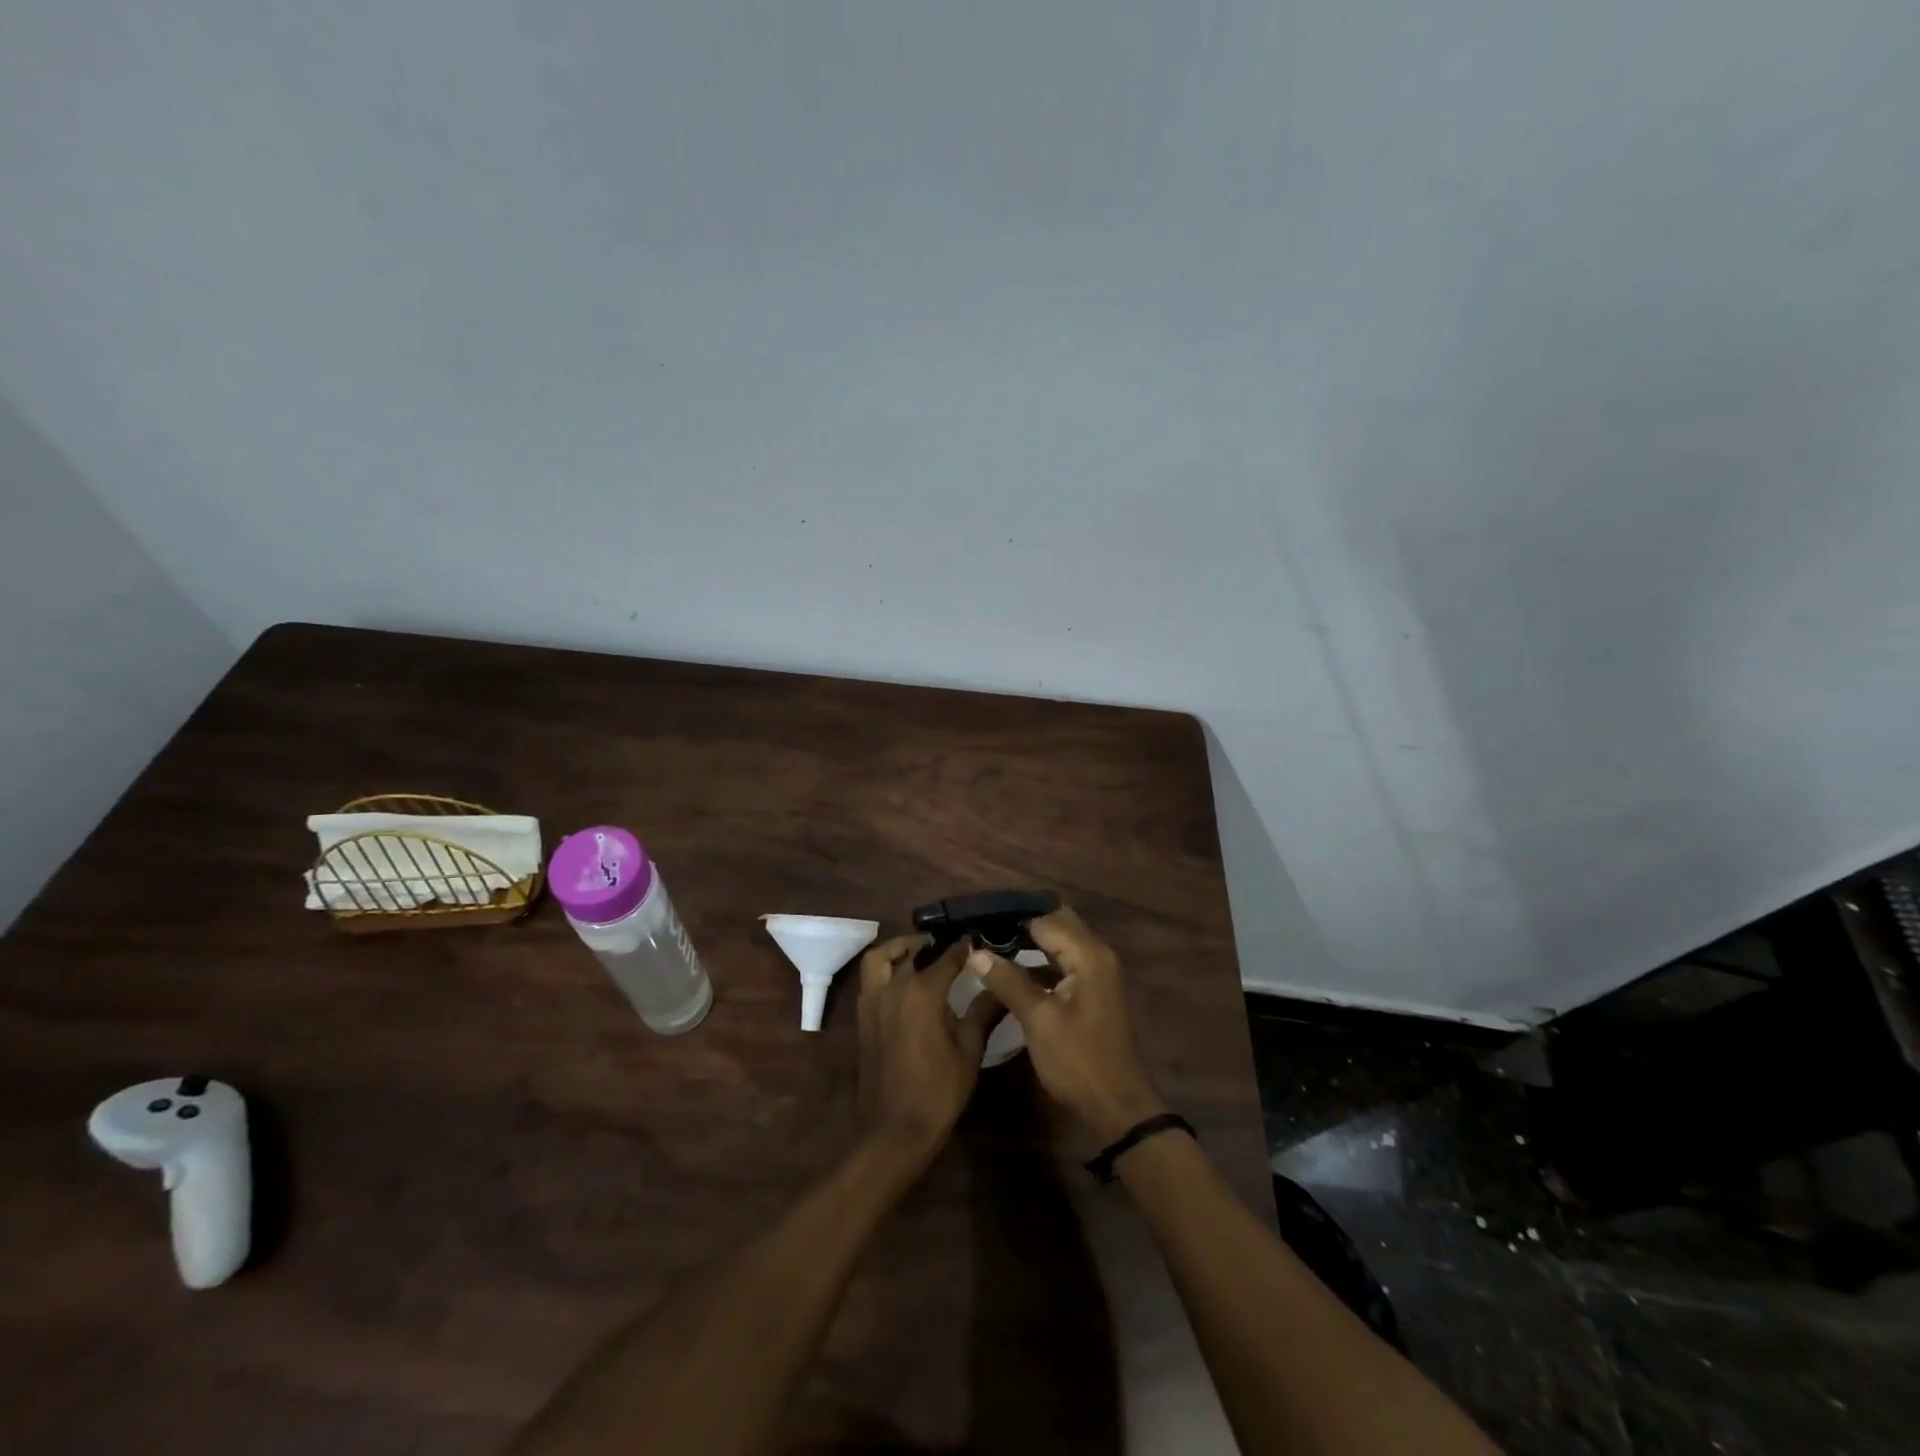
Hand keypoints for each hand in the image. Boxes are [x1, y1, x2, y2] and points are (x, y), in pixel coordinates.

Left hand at [857, 934, 1003, 1160]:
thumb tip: (1002, 982)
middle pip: (913, 951)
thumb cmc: (939, 1090)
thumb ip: (985, 1010)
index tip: (981, 938)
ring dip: (900, 948)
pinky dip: (885, 967)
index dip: (966, 944)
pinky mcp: (863, 1016)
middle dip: (934, 944)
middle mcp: (894, 987)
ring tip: (921, 953)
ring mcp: (873, 1000)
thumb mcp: (970, 1049)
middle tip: (955, 947)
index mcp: (923, 991)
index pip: (948, 954)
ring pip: (881, 957)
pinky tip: (904, 980)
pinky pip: (871, 978)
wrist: (895, 1130)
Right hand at [970, 907, 1166, 1141]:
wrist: (1116, 1106)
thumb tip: (976, 952)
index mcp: (1088, 954)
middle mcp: (1096, 954)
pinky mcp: (1091, 989)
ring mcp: (1096, 972)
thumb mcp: (1038, 1020)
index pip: (1045, 919)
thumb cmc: (1078, 1060)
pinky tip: (1011, 968)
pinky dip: (1039, 960)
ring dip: (1029, 940)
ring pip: (1059, 942)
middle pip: (1056, 923)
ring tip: (989, 942)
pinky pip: (1062, 961)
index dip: (1011, 918)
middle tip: (983, 927)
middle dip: (1021, 923)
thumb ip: (1008, 981)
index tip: (977, 919)